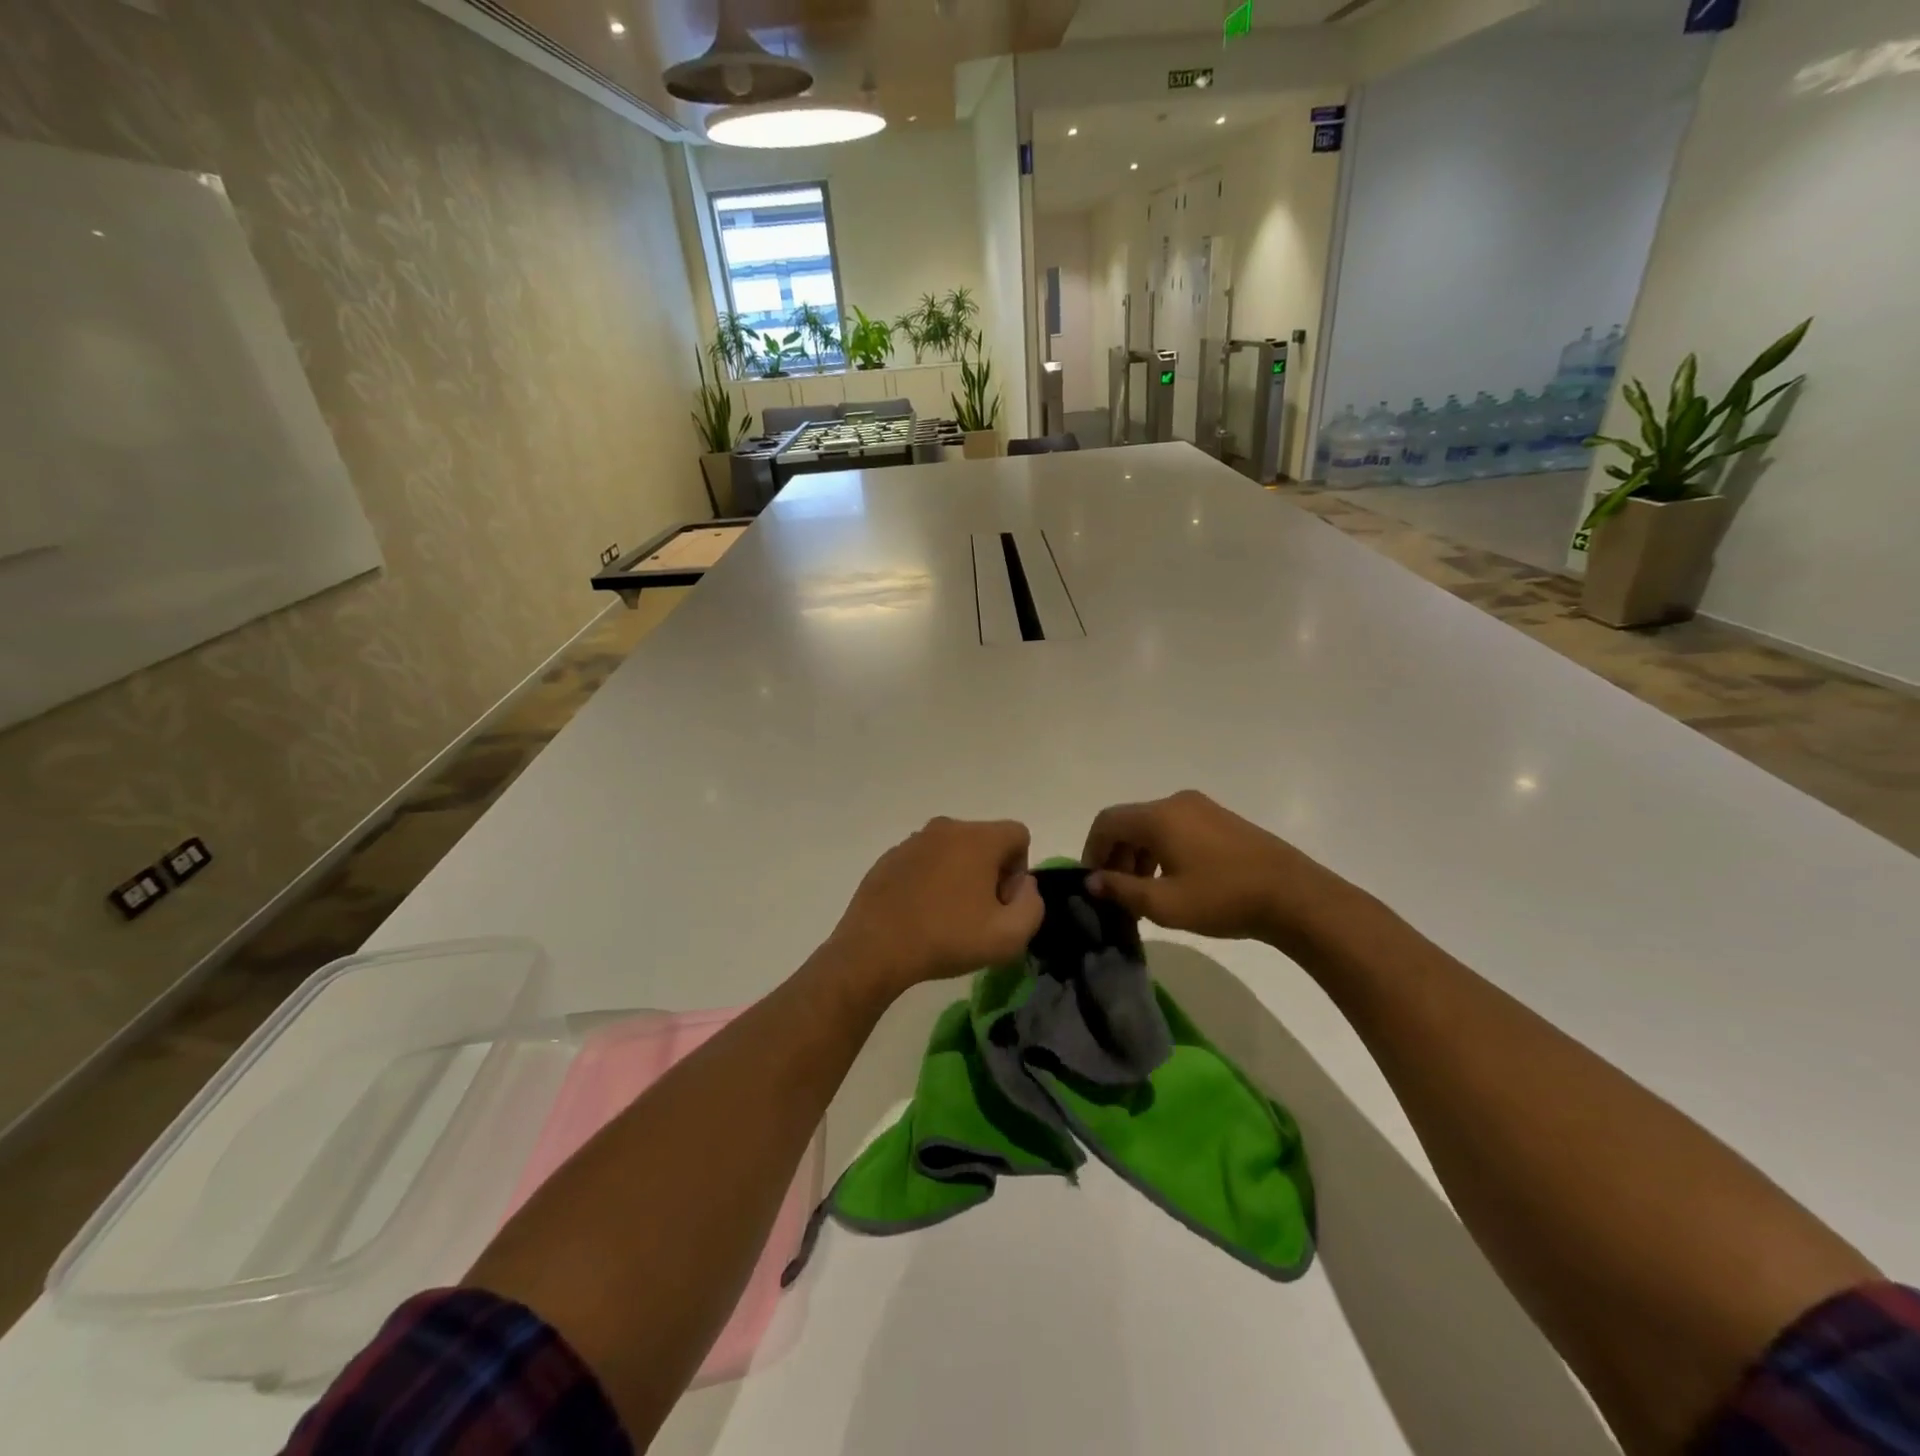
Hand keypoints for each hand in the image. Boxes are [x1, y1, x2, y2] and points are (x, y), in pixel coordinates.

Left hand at [827, 817, 1043, 999]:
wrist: (876, 948)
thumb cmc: (948, 939)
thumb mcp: (1009, 936)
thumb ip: (1032, 905)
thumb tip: (1024, 885)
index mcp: (978, 838)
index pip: (1018, 835)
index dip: (1019, 870)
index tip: (1001, 903)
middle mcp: (946, 828)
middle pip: (985, 841)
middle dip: (990, 872)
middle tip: (978, 914)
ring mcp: (913, 841)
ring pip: (953, 851)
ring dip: (959, 876)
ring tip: (947, 917)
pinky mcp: (890, 857)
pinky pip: (924, 862)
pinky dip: (930, 880)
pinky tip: (920, 914)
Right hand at [1083, 790, 1365, 952]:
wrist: (1294, 895)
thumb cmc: (1223, 898)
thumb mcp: (1165, 903)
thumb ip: (1122, 889)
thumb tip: (1092, 881)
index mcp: (1159, 817)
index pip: (1107, 822)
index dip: (1092, 850)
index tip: (1093, 882)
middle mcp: (1176, 803)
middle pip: (1129, 822)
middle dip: (1116, 855)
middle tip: (1118, 893)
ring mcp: (1201, 808)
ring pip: (1153, 826)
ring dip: (1139, 855)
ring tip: (1144, 893)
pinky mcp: (1220, 819)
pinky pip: (1175, 828)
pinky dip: (1162, 850)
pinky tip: (1173, 881)